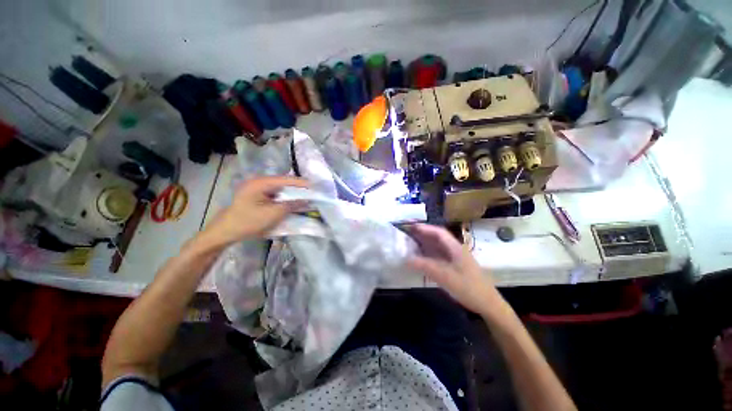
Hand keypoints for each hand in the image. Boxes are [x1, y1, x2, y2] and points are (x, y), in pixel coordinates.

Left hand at [200, 176, 308, 248]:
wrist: (225, 232)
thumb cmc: (249, 221)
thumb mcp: (273, 214)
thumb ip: (292, 205)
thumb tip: (307, 199)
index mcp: (261, 183)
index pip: (287, 180)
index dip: (303, 184)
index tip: (316, 187)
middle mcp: (260, 181)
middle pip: (284, 183)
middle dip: (299, 188)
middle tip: (313, 192)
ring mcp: (257, 188)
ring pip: (281, 189)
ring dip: (293, 193)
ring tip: (306, 197)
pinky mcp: (257, 195)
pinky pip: (276, 194)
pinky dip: (285, 198)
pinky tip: (293, 202)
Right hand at [407, 224, 502, 315]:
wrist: (488, 305)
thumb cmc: (469, 288)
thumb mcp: (446, 277)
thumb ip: (426, 266)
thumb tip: (407, 259)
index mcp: (456, 248)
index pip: (439, 233)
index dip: (425, 228)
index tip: (412, 227)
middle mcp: (456, 250)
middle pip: (438, 238)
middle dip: (423, 235)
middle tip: (408, 235)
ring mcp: (456, 259)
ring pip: (438, 247)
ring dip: (426, 245)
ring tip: (411, 244)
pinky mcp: (456, 267)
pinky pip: (440, 257)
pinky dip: (429, 255)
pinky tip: (422, 259)